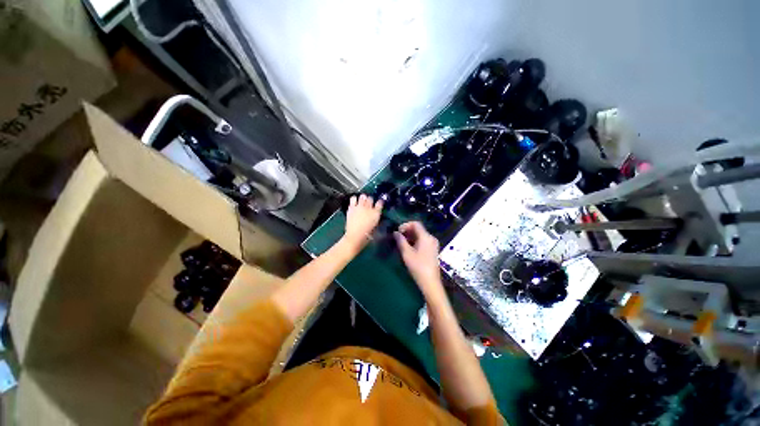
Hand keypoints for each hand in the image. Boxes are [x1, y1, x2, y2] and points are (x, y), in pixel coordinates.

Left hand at [343, 194, 382, 249]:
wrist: (355, 236)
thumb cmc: (367, 235)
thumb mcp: (375, 226)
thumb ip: (375, 218)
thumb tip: (375, 214)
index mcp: (376, 213)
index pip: (380, 203)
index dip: (380, 202)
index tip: (379, 203)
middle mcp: (368, 208)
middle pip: (370, 198)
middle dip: (370, 200)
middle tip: (368, 204)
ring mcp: (359, 207)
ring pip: (362, 196)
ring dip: (363, 198)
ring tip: (361, 202)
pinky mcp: (351, 207)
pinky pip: (353, 198)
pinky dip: (354, 199)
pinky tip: (355, 203)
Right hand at [394, 222, 442, 295]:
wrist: (430, 282)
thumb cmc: (418, 266)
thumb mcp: (406, 253)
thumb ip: (401, 241)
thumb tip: (395, 232)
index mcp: (426, 237)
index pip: (416, 223)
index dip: (405, 225)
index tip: (397, 232)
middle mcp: (431, 238)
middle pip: (418, 229)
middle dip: (407, 231)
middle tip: (397, 237)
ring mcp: (433, 244)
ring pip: (420, 235)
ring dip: (410, 237)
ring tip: (401, 243)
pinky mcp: (432, 250)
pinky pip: (423, 241)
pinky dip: (415, 241)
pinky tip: (408, 248)